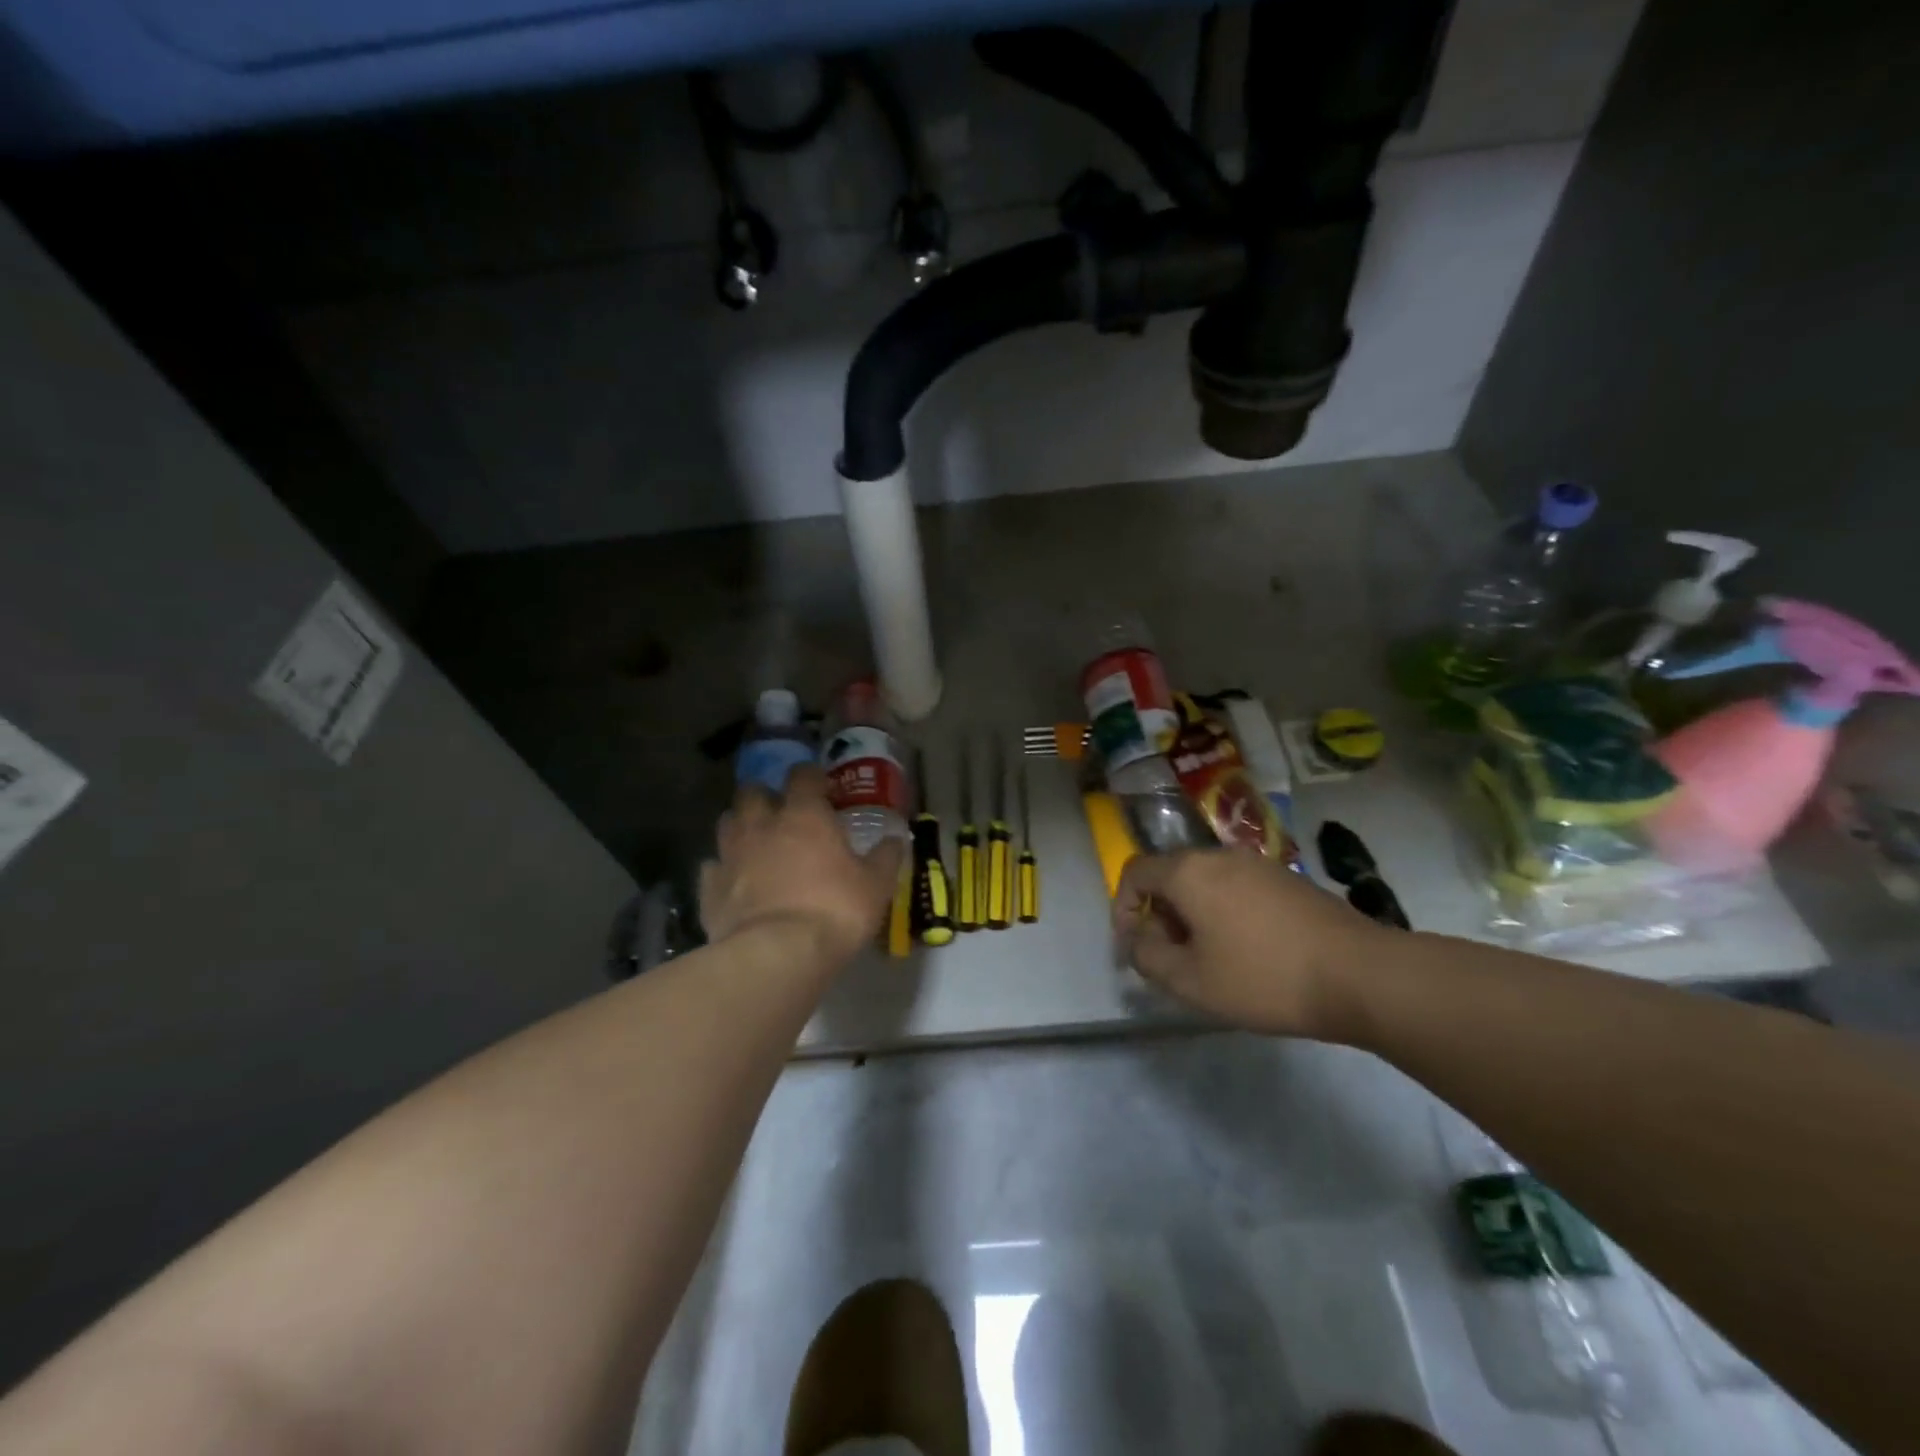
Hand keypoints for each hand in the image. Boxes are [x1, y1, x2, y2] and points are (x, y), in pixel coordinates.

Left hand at [700, 766, 904, 962]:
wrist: (776, 955)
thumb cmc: (834, 910)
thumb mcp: (876, 885)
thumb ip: (886, 857)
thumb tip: (896, 839)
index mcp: (804, 815)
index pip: (803, 775)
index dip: (812, 777)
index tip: (823, 788)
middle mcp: (762, 825)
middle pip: (753, 792)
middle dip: (766, 797)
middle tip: (783, 814)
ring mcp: (730, 854)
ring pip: (727, 823)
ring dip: (741, 826)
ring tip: (757, 844)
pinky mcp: (709, 887)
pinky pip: (713, 867)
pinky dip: (724, 869)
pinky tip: (736, 883)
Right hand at [1113, 849, 1386, 1039]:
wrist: (1359, 974)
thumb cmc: (1263, 977)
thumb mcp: (1190, 981)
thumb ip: (1147, 957)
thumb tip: (1137, 940)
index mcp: (1188, 871)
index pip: (1134, 872)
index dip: (1122, 907)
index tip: (1134, 945)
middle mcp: (1219, 855)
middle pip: (1171, 875)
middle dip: (1160, 915)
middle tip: (1173, 958)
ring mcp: (1257, 864)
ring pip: (1205, 882)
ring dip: (1194, 915)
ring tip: (1211, 959)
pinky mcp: (1287, 879)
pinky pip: (1237, 888)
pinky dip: (1225, 912)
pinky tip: (1249, 951)